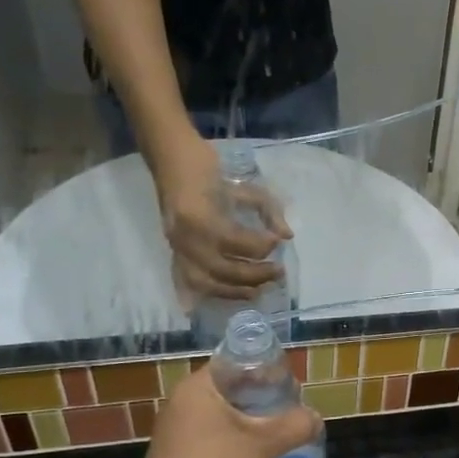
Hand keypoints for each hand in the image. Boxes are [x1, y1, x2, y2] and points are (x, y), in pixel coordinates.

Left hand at [133, 367, 322, 457]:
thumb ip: (294, 426)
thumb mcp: (262, 444)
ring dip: (253, 425)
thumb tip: (316, 418)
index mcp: (199, 387)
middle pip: (233, 392)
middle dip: (264, 401)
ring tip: (282, 435)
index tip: (291, 386)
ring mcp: (179, 433)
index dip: (267, 371)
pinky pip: (217, 441)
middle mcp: (185, 403)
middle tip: (292, 411)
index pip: (237, 364)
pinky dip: (238, 445)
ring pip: (225, 419)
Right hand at [151, 133, 291, 301]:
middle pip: (223, 270)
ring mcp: (177, 248)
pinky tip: (231, 296)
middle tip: (278, 272)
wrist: (172, 161)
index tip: (279, 243)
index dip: (262, 246)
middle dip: (255, 275)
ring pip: (206, 283)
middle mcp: (186, 239)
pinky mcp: (175, 253)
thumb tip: (286, 236)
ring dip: (235, 291)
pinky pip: (190, 282)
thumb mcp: (245, 186)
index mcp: (200, 217)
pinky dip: (210, 293)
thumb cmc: (210, 170)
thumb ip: (268, 211)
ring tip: (259, 291)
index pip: (236, 242)